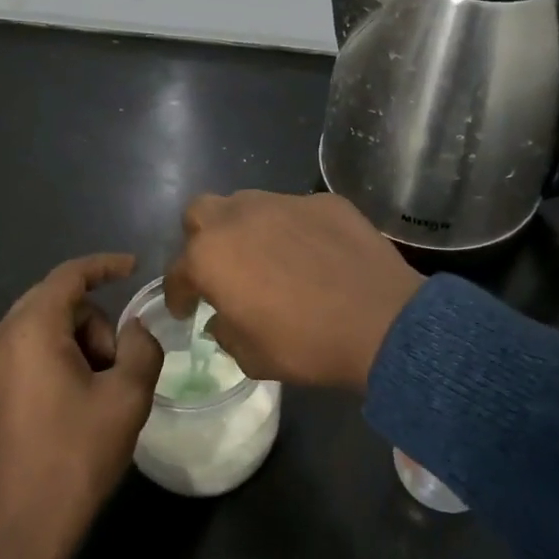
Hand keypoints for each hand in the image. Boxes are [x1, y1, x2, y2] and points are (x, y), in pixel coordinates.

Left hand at [0, 253, 162, 558]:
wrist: (15, 535)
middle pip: (56, 300)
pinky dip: (57, 358)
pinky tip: (76, 399)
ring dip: (78, 343)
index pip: (70, 275)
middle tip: (120, 363)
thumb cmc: (74, 457)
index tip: (135, 268)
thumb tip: (135, 330)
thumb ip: (141, 348)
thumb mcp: (126, 398)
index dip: (105, 265)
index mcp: (30, 329)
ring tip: (99, 391)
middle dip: (96, 320)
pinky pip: (27, 352)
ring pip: (42, 327)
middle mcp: (0, 337)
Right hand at [163, 191, 422, 393]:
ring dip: (246, 228)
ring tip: (266, 255)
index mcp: (211, 256)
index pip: (177, 271)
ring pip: (247, 203)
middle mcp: (239, 217)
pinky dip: (292, 229)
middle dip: (201, 238)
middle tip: (219, 268)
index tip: (186, 309)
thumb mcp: (252, 357)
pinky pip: (294, 210)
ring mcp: (283, 202)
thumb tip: (222, 319)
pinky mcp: (322, 201)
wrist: (381, 321)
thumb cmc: (306, 344)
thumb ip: (225, 332)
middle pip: (200, 213)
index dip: (179, 293)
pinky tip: (312, 253)